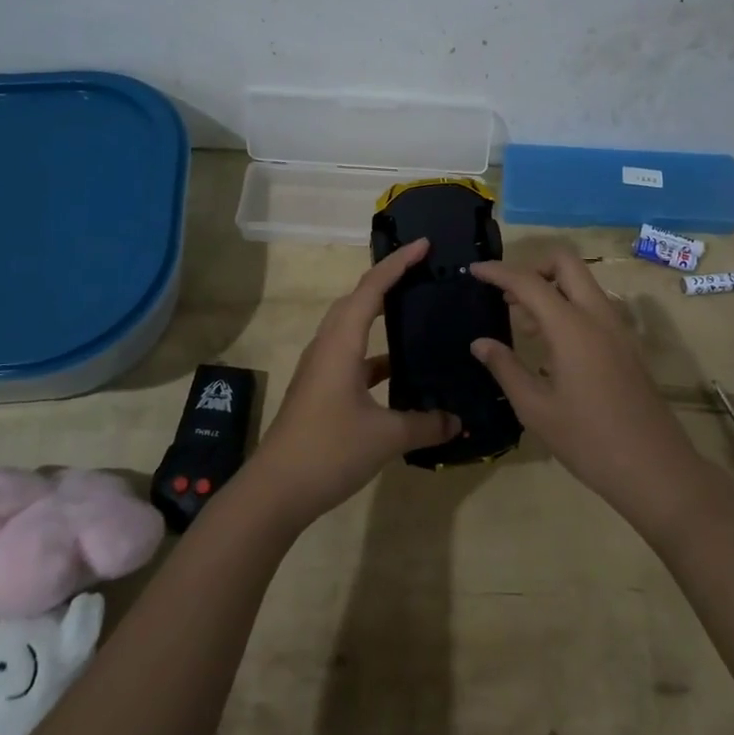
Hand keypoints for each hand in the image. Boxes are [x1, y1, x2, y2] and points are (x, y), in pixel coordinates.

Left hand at [247, 238, 460, 530]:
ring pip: (351, 327)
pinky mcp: (319, 389)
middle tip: (420, 271)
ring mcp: (320, 368)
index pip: (371, 289)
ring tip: (413, 312)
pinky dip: (375, 354)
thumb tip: (458, 421)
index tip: (424, 244)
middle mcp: (327, 346)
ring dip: (378, 314)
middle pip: (356, 300)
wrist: (275, 490)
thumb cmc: (328, 450)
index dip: (397, 263)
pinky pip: (351, 356)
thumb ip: (425, 424)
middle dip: (386, 280)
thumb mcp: (385, 437)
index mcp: (341, 343)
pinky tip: (398, 371)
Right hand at [469, 251, 712, 537]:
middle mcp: (598, 316)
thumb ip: (505, 368)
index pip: (529, 282)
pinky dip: (569, 308)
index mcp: (572, 327)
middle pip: (566, 264)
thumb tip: (480, 343)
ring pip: (583, 284)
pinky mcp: (627, 346)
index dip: (499, 272)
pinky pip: (594, 307)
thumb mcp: (536, 409)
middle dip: (533, 267)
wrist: (655, 469)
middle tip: (507, 295)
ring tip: (522, 323)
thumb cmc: (589, 441)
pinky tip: (551, 346)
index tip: (474, 270)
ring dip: (551, 289)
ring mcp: (618, 329)